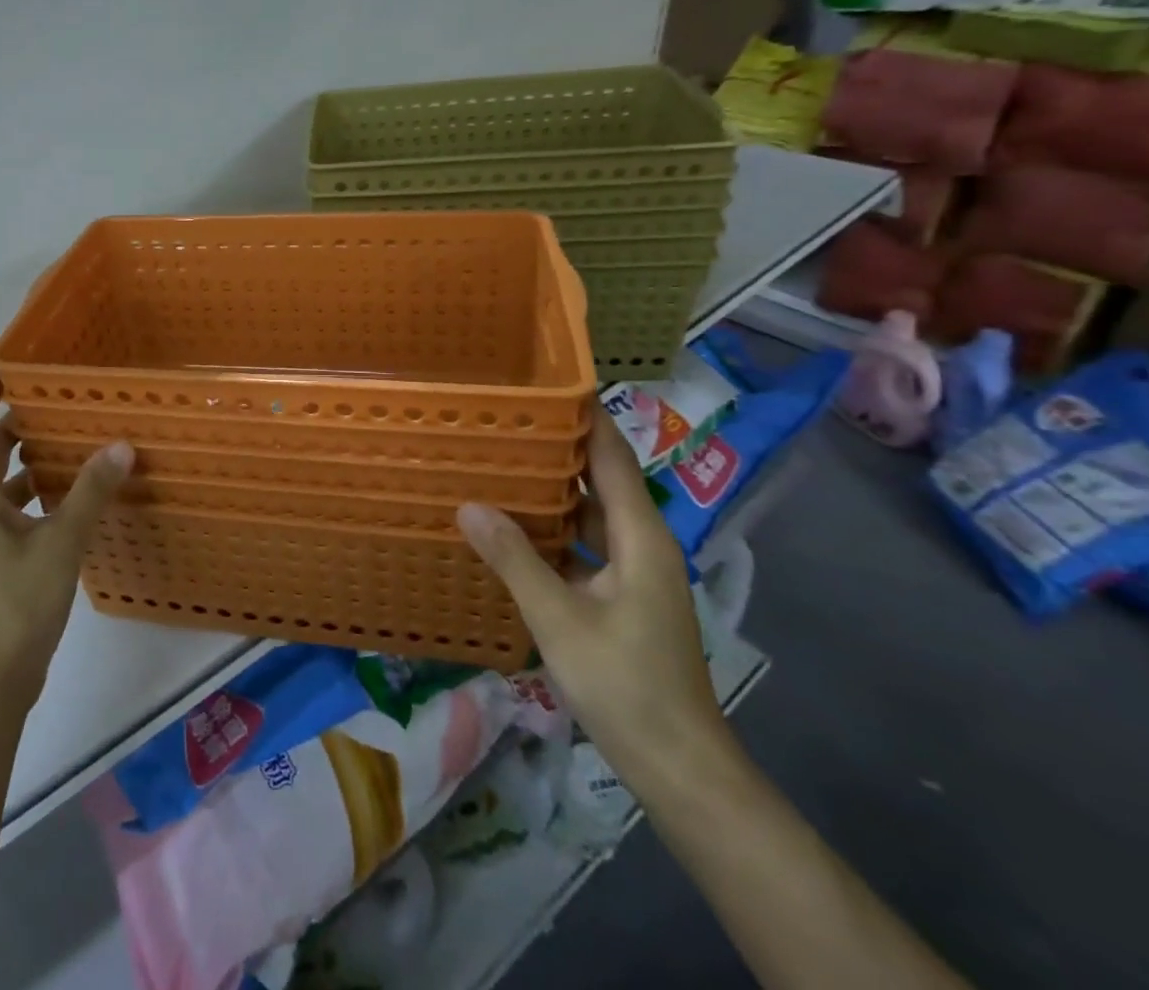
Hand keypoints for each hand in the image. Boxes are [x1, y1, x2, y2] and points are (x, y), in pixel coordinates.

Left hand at [0, 368, 133, 722]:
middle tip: (54, 392)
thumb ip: (90, 493)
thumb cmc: (15, 605)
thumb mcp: (60, 543)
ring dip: (29, 455)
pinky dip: (39, 491)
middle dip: (14, 418)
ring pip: (3, 480)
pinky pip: (17, 507)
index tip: (7, 359)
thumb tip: (120, 445)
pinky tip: (72, 494)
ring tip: (70, 434)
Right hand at [457, 409, 727, 788]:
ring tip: (501, 462)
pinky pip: (585, 543)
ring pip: (592, 513)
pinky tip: (513, 527)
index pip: (613, 457)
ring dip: (553, 489)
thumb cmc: (625, 686)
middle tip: (504, 418)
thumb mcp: (559, 619)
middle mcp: (643, 544)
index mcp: (640, 537)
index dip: (586, 416)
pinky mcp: (623, 597)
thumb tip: (469, 504)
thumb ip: (514, 558)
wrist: (679, 766)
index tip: (544, 383)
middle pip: (602, 479)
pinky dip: (554, 528)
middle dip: (558, 447)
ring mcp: (635, 573)